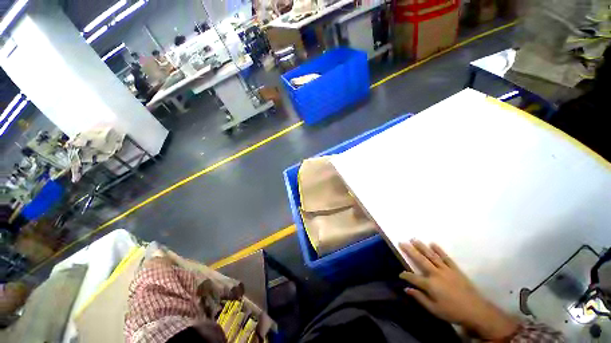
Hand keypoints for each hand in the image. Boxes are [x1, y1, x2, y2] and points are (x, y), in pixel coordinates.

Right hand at [400, 240, 517, 340]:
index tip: (399, 274)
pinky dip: (439, 250)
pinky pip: (446, 257)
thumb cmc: (453, 312)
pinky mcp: (455, 269)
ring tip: (414, 239)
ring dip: (421, 247)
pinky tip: (432, 243)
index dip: (405, 275)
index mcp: (430, 284)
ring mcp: (446, 270)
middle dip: (410, 251)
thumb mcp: (434, 310)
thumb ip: (420, 298)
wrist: (476, 311)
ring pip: (431, 256)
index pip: (413, 277)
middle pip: (420, 260)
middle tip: (401, 242)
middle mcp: (436, 274)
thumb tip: (406, 289)